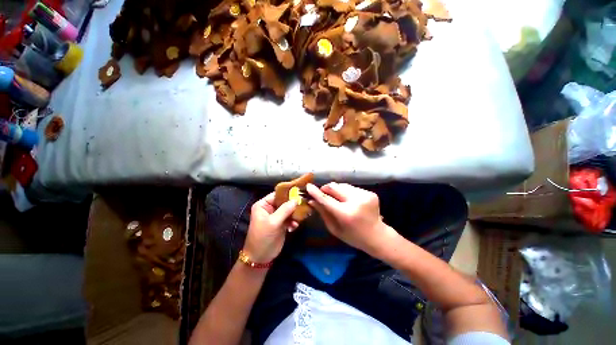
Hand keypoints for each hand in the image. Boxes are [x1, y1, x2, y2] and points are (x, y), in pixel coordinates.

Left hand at [243, 192, 298, 263]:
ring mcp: (276, 216)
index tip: (300, 192)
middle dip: (293, 204)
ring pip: (289, 210)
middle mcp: (270, 208)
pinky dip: (293, 221)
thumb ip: (285, 210)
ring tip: (299, 219)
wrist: (260, 257)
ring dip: (295, 214)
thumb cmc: (263, 237)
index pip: (277, 194)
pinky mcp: (282, 223)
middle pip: (284, 201)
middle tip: (304, 205)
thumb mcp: (273, 223)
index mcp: (263, 204)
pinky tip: (294, 227)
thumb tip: (296, 199)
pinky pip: (290, 218)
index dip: (288, 193)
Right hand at [307, 183, 396, 256]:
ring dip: (337, 190)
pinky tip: (349, 200)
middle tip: (323, 193)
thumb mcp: (334, 228)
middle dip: (326, 189)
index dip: (316, 192)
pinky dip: (346, 192)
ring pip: (343, 185)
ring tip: (338, 199)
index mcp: (346, 214)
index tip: (308, 186)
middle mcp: (356, 202)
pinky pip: (352, 188)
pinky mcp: (371, 193)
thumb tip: (311, 200)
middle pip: (334, 187)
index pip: (326, 199)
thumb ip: (323, 213)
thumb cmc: (353, 236)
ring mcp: (365, 195)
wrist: (377, 236)